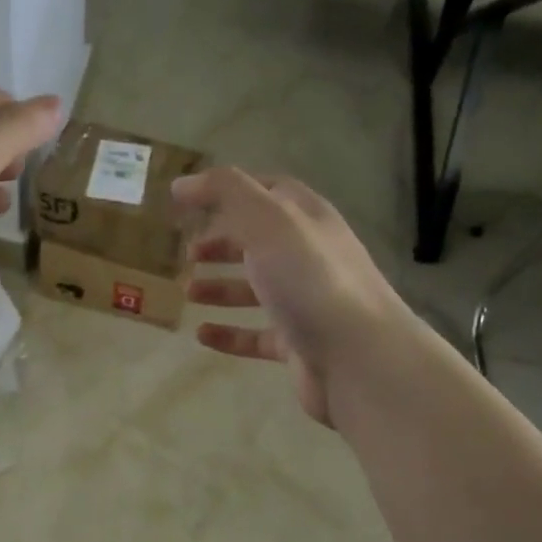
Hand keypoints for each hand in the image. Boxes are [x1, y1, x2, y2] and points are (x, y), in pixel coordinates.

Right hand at [174, 167, 407, 425]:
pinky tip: (202, 335)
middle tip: (187, 252)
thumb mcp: (268, 221)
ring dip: (221, 287)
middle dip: (223, 242)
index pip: (269, 192)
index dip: (231, 191)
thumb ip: (226, 194)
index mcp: (308, 219)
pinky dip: (229, 333)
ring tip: (187, 292)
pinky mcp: (298, 344)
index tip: (191, 201)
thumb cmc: (311, 280)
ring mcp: (306, 302)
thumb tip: (182, 183)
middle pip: (260, 241)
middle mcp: (309, 256)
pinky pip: (256, 335)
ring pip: (257, 289)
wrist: (359, 357)